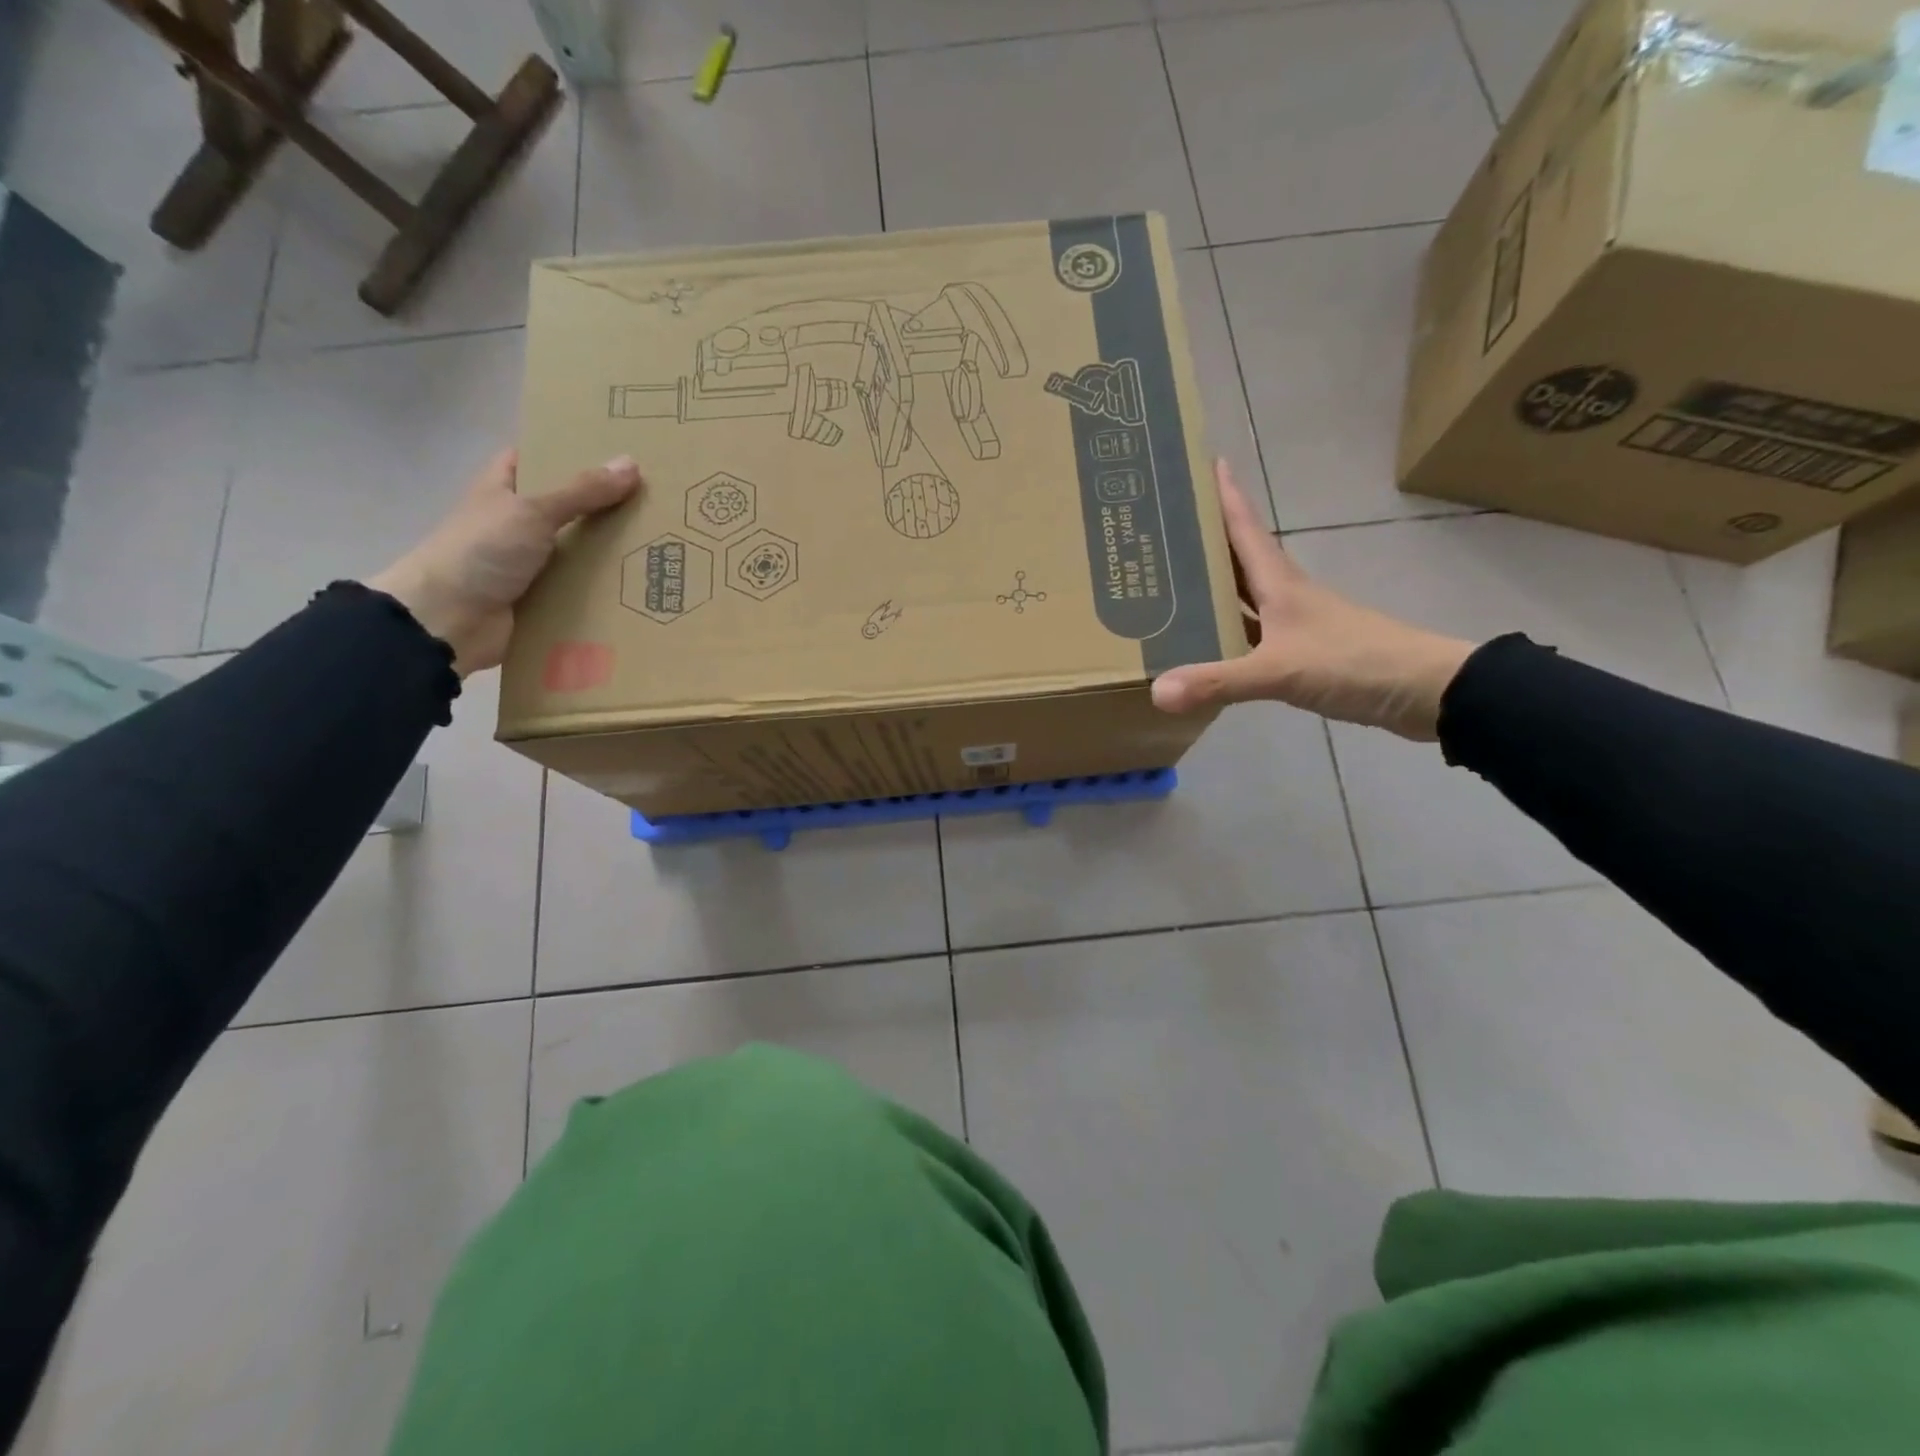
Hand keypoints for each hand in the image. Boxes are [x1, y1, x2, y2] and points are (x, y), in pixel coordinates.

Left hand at [368, 450, 641, 674]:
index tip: (617, 452)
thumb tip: (632, 463)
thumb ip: (582, 491)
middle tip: (656, 499)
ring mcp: (530, 563)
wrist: (447, 621)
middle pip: (567, 506)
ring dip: (611, 551)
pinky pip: (580, 589)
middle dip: (605, 505)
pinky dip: (605, 589)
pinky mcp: (543, 599)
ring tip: (662, 542)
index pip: (537, 458)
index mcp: (503, 489)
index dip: (571, 451)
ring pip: (579, 550)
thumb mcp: (532, 511)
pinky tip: (643, 585)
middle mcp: (516, 522)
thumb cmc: (481, 551)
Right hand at [1151, 460, 1475, 740]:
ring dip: (1213, 587)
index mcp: (1281, 584)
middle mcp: (1286, 596)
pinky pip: (1251, 634)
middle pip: (1240, 558)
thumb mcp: (1281, 671)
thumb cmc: (1354, 662)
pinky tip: (1206, 644)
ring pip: (1244, 597)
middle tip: (1164, 528)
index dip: (1226, 496)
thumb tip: (1157, 691)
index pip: (1246, 528)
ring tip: (1171, 583)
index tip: (1205, 462)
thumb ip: (1220, 680)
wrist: (1423, 691)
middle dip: (1207, 540)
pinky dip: (1226, 632)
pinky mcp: (1302, 653)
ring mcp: (1296, 625)